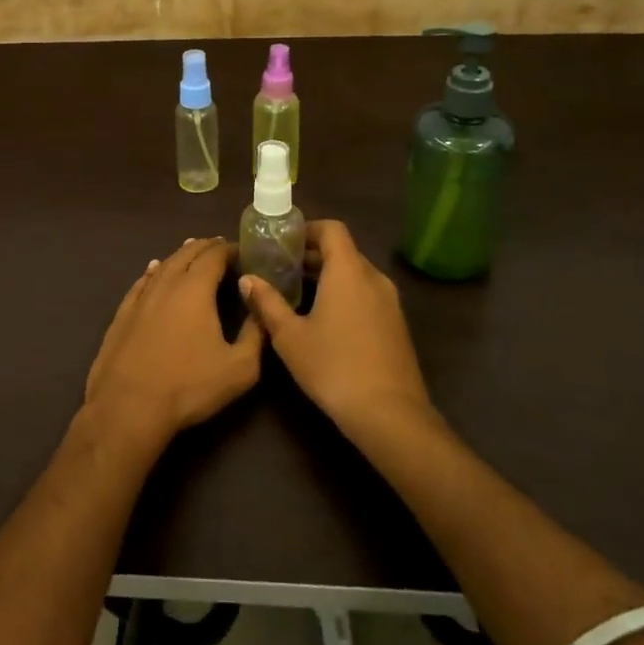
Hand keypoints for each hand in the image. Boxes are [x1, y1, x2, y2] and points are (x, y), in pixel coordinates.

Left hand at [85, 237, 263, 440]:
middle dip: (204, 247)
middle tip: (218, 245)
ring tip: (190, 250)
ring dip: (179, 255)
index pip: (213, 256)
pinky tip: (153, 271)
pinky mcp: (122, 314)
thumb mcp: (239, 368)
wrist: (129, 406)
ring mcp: (140, 298)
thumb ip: (255, 334)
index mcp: (195, 289)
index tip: (241, 249)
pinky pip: (141, 282)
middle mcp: (166, 284)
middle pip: (186, 254)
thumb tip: (262, 309)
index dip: (228, 249)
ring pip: (163, 265)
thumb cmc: (188, 386)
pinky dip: (153, 272)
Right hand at [239, 220, 432, 433]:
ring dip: (329, 276)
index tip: (283, 243)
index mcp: (348, 271)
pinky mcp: (396, 325)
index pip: (332, 229)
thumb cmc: (334, 367)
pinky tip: (325, 320)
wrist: (389, 414)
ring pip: (356, 274)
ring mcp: (390, 302)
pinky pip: (367, 294)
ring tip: (298, 294)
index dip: (307, 229)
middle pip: (343, 251)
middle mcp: (373, 278)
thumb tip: (247, 278)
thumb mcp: (290, 336)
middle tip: (281, 269)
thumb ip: (267, 303)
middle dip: (312, 255)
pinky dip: (345, 294)